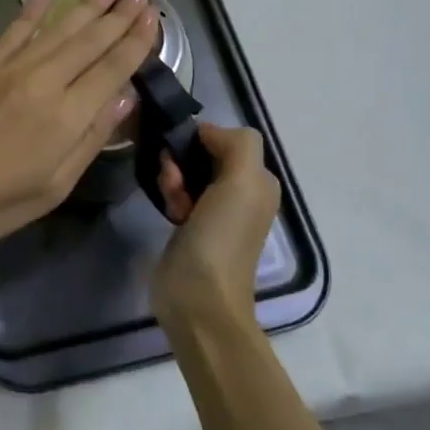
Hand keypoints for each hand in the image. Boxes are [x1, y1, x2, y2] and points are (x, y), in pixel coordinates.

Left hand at [0, 0, 159, 249]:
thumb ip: (91, 139)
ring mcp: (10, 69)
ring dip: (86, 5)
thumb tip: (124, 98)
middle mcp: (44, 82)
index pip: (112, 69)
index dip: (136, 42)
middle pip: (90, 41)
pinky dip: (32, 11)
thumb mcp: (54, 186)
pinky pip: (14, 31)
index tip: (153, 18)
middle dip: (119, 15)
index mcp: (67, 117)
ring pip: (57, 29)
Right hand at [152, 124, 281, 328]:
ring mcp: (215, 210)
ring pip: (186, 172)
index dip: (203, 139)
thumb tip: (204, 132)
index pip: (227, 137)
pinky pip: (177, 193)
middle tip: (174, 181)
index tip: (184, 156)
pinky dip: (170, 197)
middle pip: (203, 153)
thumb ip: (236, 143)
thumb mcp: (243, 181)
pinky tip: (169, 213)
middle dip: (183, 161)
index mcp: (259, 181)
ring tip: (172, 202)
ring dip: (173, 179)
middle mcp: (242, 192)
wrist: (199, 297)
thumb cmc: (222, 236)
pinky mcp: (191, 225)